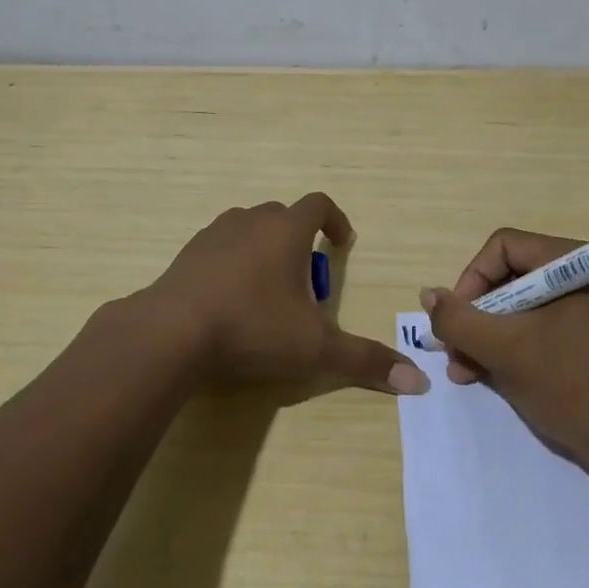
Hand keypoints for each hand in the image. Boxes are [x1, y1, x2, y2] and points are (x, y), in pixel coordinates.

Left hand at [145, 194, 428, 395]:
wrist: (170, 333)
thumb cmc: (252, 328)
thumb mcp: (314, 348)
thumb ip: (364, 361)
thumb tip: (418, 382)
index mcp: (286, 231)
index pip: (318, 205)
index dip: (336, 220)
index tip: (342, 244)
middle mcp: (250, 222)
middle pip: (283, 216)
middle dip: (300, 241)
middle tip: (306, 283)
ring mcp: (213, 235)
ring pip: (248, 229)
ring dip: (264, 249)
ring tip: (268, 291)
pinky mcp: (185, 255)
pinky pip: (218, 248)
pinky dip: (231, 263)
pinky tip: (229, 301)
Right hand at [422, 228, 588, 465]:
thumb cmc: (572, 386)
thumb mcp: (505, 350)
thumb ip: (459, 319)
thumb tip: (428, 294)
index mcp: (574, 262)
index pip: (503, 247)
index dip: (472, 279)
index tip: (457, 320)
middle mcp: (583, 275)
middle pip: (510, 276)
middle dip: (476, 316)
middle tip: (454, 351)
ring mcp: (588, 308)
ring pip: (520, 307)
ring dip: (487, 336)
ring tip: (464, 372)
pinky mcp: (588, 338)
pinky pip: (538, 328)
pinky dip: (511, 347)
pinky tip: (487, 376)